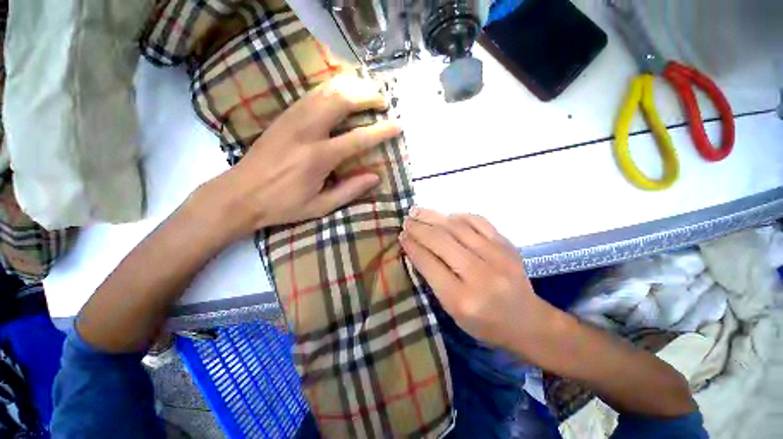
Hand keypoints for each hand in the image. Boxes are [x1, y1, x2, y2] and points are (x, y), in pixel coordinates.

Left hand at [197, 75, 400, 241]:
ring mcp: (292, 119)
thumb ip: (350, 190)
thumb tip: (375, 177)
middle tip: (383, 100)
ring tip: (367, 91)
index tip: (397, 125)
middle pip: (341, 100)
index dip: (381, 131)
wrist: (240, 194)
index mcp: (318, 158)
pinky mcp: (283, 116)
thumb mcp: (321, 206)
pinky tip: (342, 92)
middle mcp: (306, 132)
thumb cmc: (283, 205)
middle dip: (366, 95)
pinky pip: (312, 94)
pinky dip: (332, 88)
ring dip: (351, 86)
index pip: (358, 139)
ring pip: (325, 90)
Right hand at [399, 208, 554, 352]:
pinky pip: (479, 222)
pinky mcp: (507, 245)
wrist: (528, 321)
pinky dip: (460, 216)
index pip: (429, 264)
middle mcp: (479, 275)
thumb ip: (434, 280)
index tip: (402, 236)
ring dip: (434, 217)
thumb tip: (416, 250)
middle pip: (442, 242)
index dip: (413, 247)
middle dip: (419, 229)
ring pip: (458, 228)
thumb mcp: (453, 312)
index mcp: (462, 299)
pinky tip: (448, 216)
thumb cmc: (485, 323)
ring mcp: (497, 256)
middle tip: (406, 220)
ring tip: (418, 211)